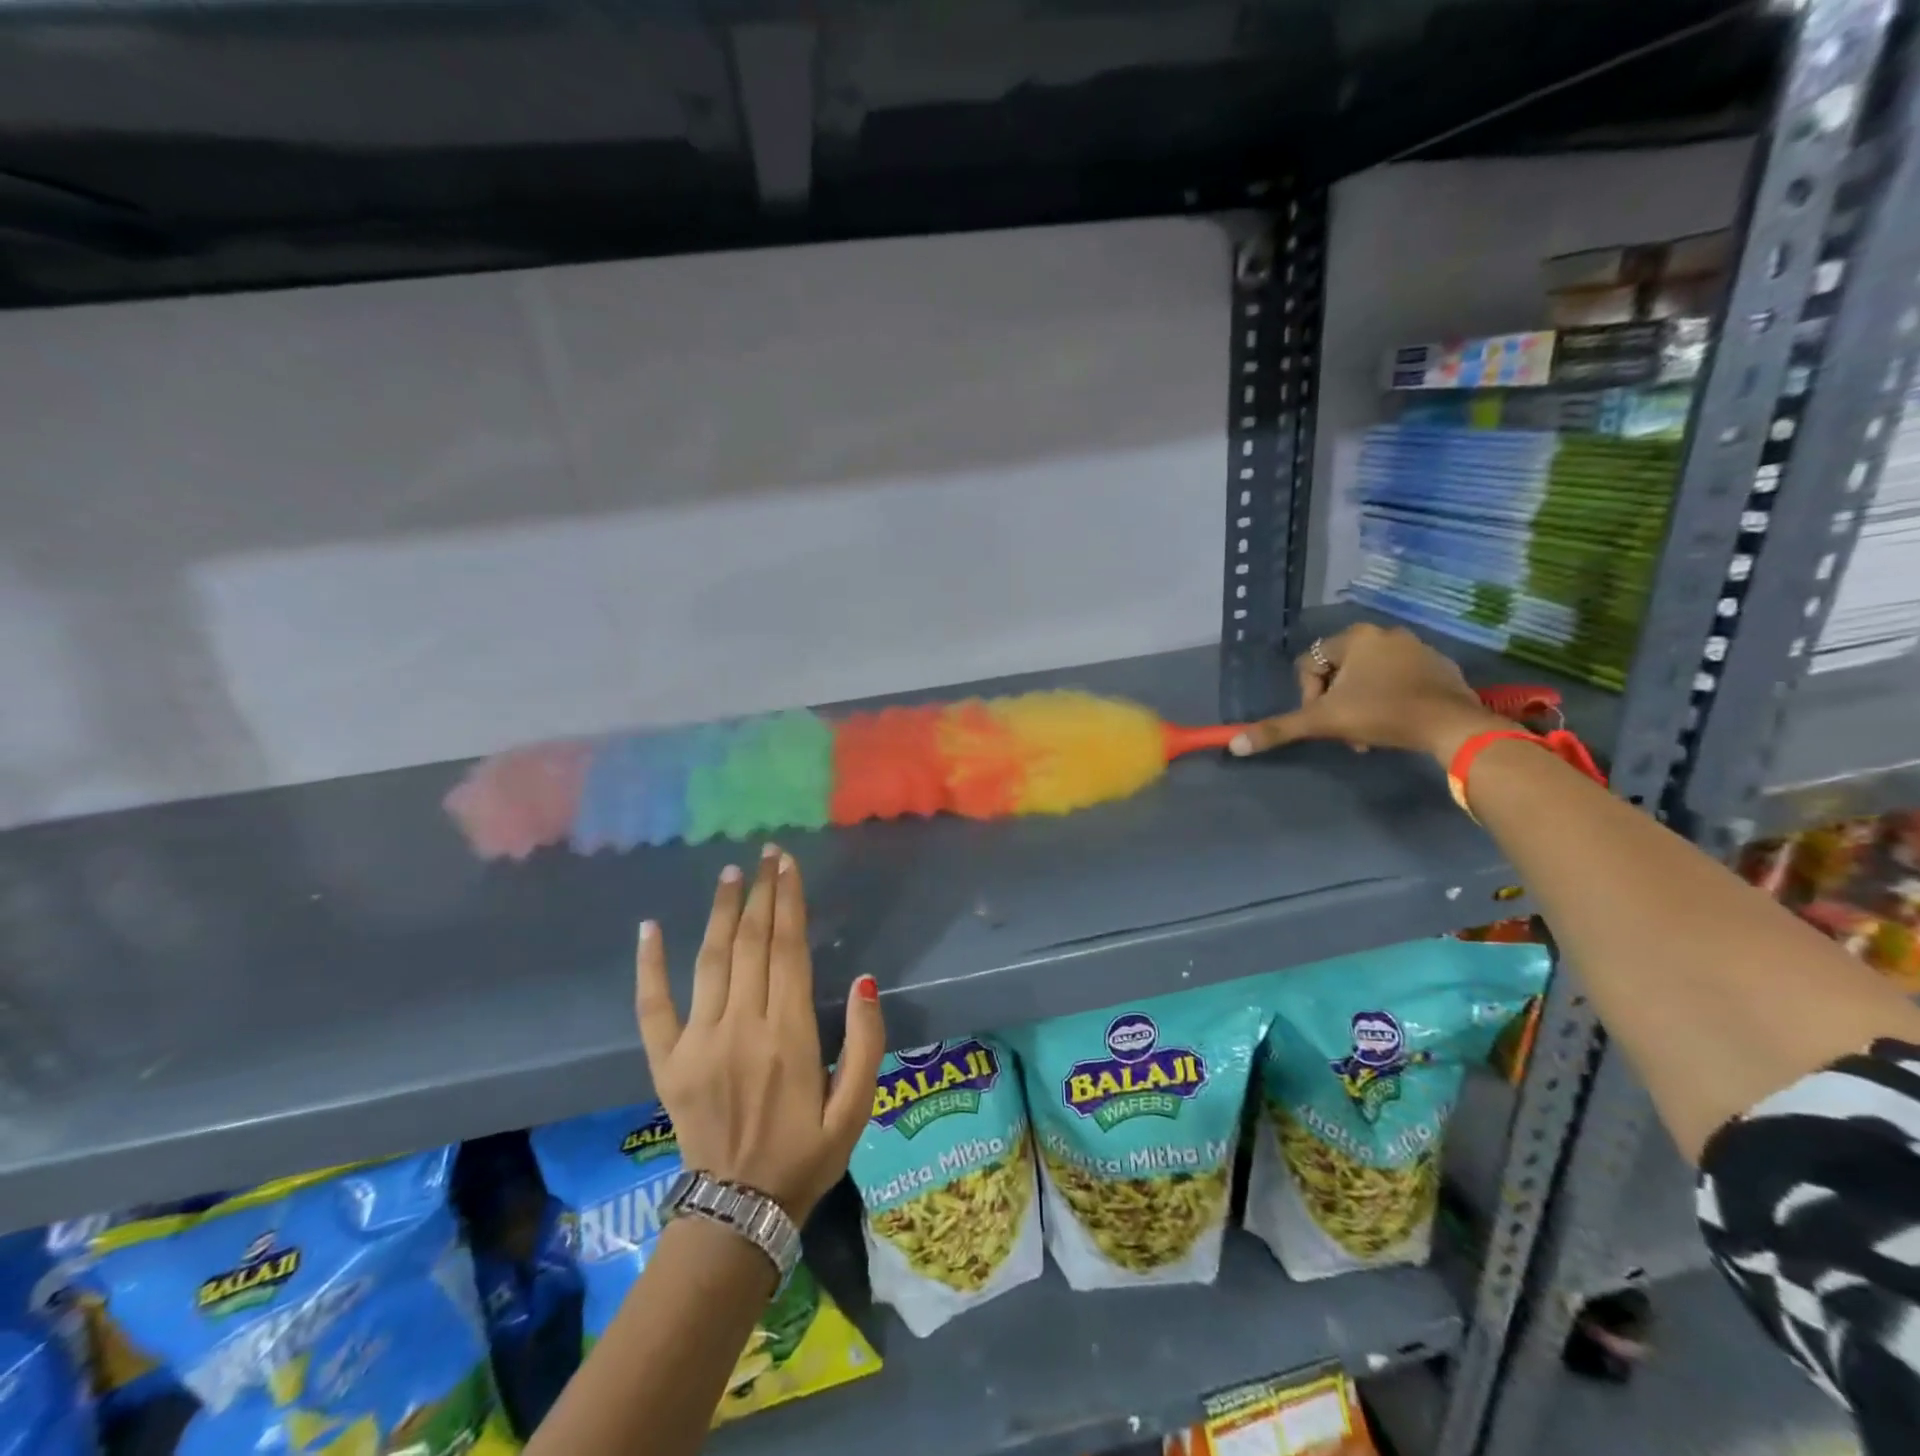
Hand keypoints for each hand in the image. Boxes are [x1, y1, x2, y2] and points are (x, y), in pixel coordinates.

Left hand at [635, 845, 885, 1222]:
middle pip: (752, 943)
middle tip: (767, 854)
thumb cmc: (805, 1156)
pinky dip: (650, 966)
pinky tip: (649, 928)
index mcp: (790, 1035)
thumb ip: (866, 1044)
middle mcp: (743, 1027)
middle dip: (761, 893)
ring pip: (711, 960)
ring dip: (721, 912)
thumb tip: (864, 982)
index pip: (788, 950)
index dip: (789, 902)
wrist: (738, 1213)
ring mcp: (699, 1042)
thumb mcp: (856, 1109)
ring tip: (730, 874)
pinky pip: (653, 1006)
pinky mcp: (667, 1062)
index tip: (788, 865)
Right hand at [1228, 623, 1505, 762]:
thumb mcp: (1324, 722)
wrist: (1452, 725)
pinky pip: (1401, 679)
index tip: (1325, 719)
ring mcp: (1417, 647)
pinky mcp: (1440, 665)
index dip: (1309, 696)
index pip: (1310, 665)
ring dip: (1361, 703)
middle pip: (1339, 671)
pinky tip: (1396, 721)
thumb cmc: (1382, 714)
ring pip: (1370, 676)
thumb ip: (1278, 730)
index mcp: (1354, 638)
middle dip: (1337, 702)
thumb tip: (1234, 745)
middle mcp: (1385, 633)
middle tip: (1346, 730)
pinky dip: (1391, 698)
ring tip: (1369, 731)